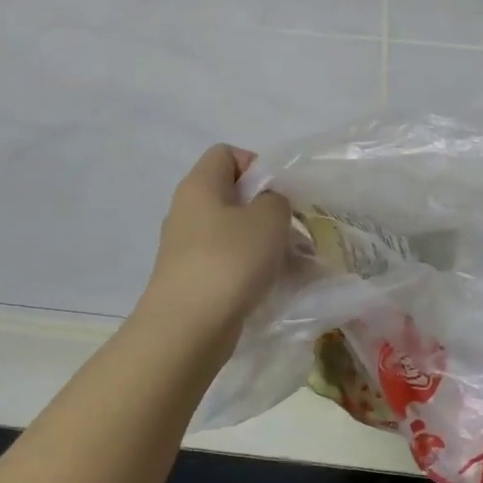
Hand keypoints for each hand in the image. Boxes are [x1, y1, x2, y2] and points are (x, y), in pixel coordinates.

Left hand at [141, 145, 292, 337]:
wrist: (188, 328)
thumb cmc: (230, 260)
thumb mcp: (269, 218)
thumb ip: (276, 200)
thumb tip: (268, 205)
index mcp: (200, 186)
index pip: (226, 154)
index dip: (256, 165)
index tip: (279, 193)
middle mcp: (188, 211)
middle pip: (233, 196)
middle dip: (268, 211)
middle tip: (294, 231)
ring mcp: (187, 248)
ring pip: (235, 233)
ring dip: (266, 244)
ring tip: (295, 264)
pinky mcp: (194, 279)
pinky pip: (230, 262)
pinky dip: (253, 269)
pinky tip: (276, 285)